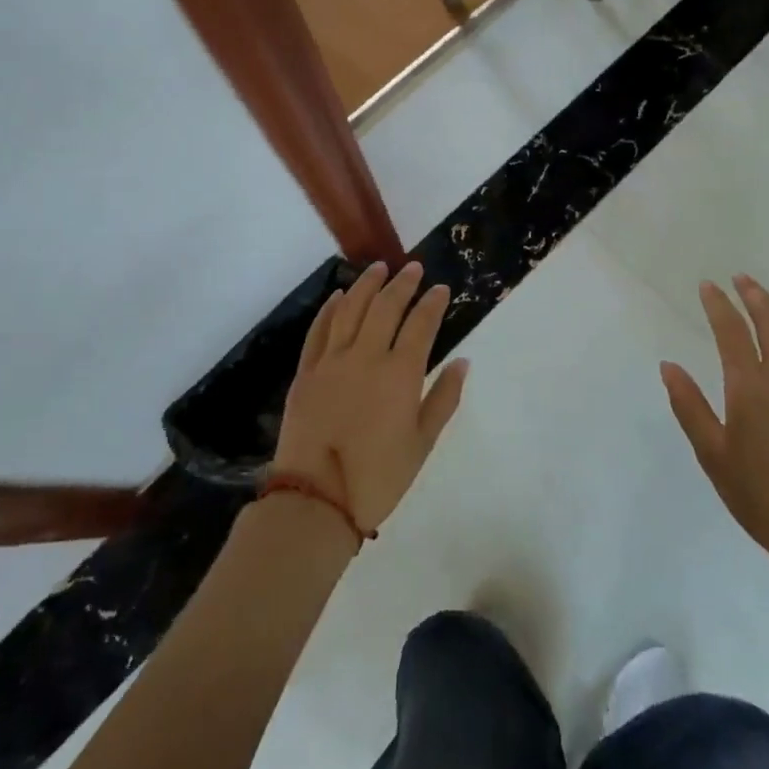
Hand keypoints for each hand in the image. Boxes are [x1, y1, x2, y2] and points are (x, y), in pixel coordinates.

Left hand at [271, 262, 468, 536]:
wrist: (315, 500)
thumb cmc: (378, 477)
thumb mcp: (423, 443)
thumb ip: (444, 398)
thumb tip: (462, 361)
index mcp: (400, 373)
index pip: (421, 324)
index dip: (432, 302)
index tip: (440, 288)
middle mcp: (366, 356)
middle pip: (386, 306)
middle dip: (402, 283)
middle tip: (412, 268)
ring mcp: (331, 361)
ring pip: (350, 309)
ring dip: (366, 284)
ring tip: (378, 267)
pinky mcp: (306, 372)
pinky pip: (319, 330)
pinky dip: (330, 309)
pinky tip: (338, 296)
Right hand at [662, 275, 768, 573]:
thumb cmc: (760, 496)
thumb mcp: (712, 454)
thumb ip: (689, 406)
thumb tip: (668, 366)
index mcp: (751, 387)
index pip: (732, 331)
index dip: (718, 305)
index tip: (708, 286)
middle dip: (754, 295)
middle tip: (741, 279)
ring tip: (768, 299)